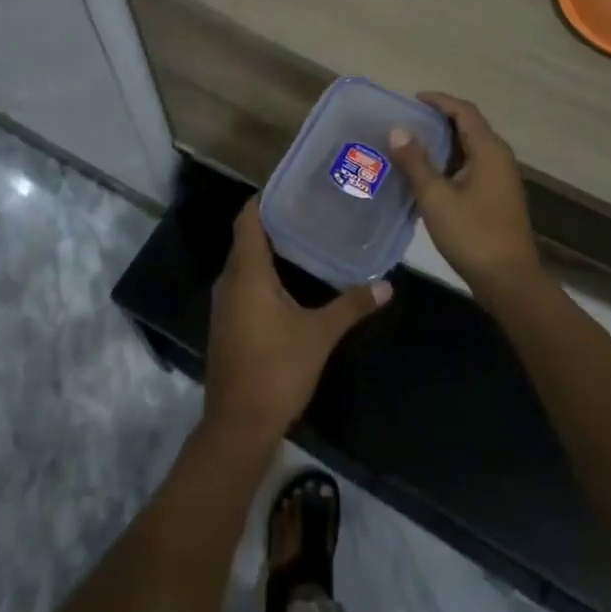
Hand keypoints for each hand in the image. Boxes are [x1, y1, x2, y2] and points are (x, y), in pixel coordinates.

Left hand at [203, 199, 391, 444]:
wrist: (238, 425)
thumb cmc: (277, 370)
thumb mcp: (320, 335)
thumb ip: (351, 305)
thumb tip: (387, 285)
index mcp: (247, 273)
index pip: (248, 219)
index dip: (265, 198)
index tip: (292, 186)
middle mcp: (229, 281)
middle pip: (246, 239)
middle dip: (274, 222)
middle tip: (309, 209)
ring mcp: (223, 304)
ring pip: (244, 263)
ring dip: (268, 250)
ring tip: (304, 239)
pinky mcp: (226, 324)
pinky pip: (242, 285)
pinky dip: (262, 274)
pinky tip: (289, 281)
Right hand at [388, 92, 542, 305]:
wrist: (509, 281)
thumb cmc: (472, 234)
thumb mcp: (436, 197)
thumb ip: (415, 162)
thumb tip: (397, 130)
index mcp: (489, 150)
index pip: (464, 111)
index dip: (439, 100)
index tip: (412, 99)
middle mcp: (500, 158)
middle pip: (470, 126)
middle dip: (440, 119)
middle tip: (408, 121)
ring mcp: (502, 179)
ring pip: (471, 148)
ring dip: (445, 142)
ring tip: (413, 144)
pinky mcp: (498, 197)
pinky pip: (473, 166)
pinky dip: (452, 161)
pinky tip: (430, 175)